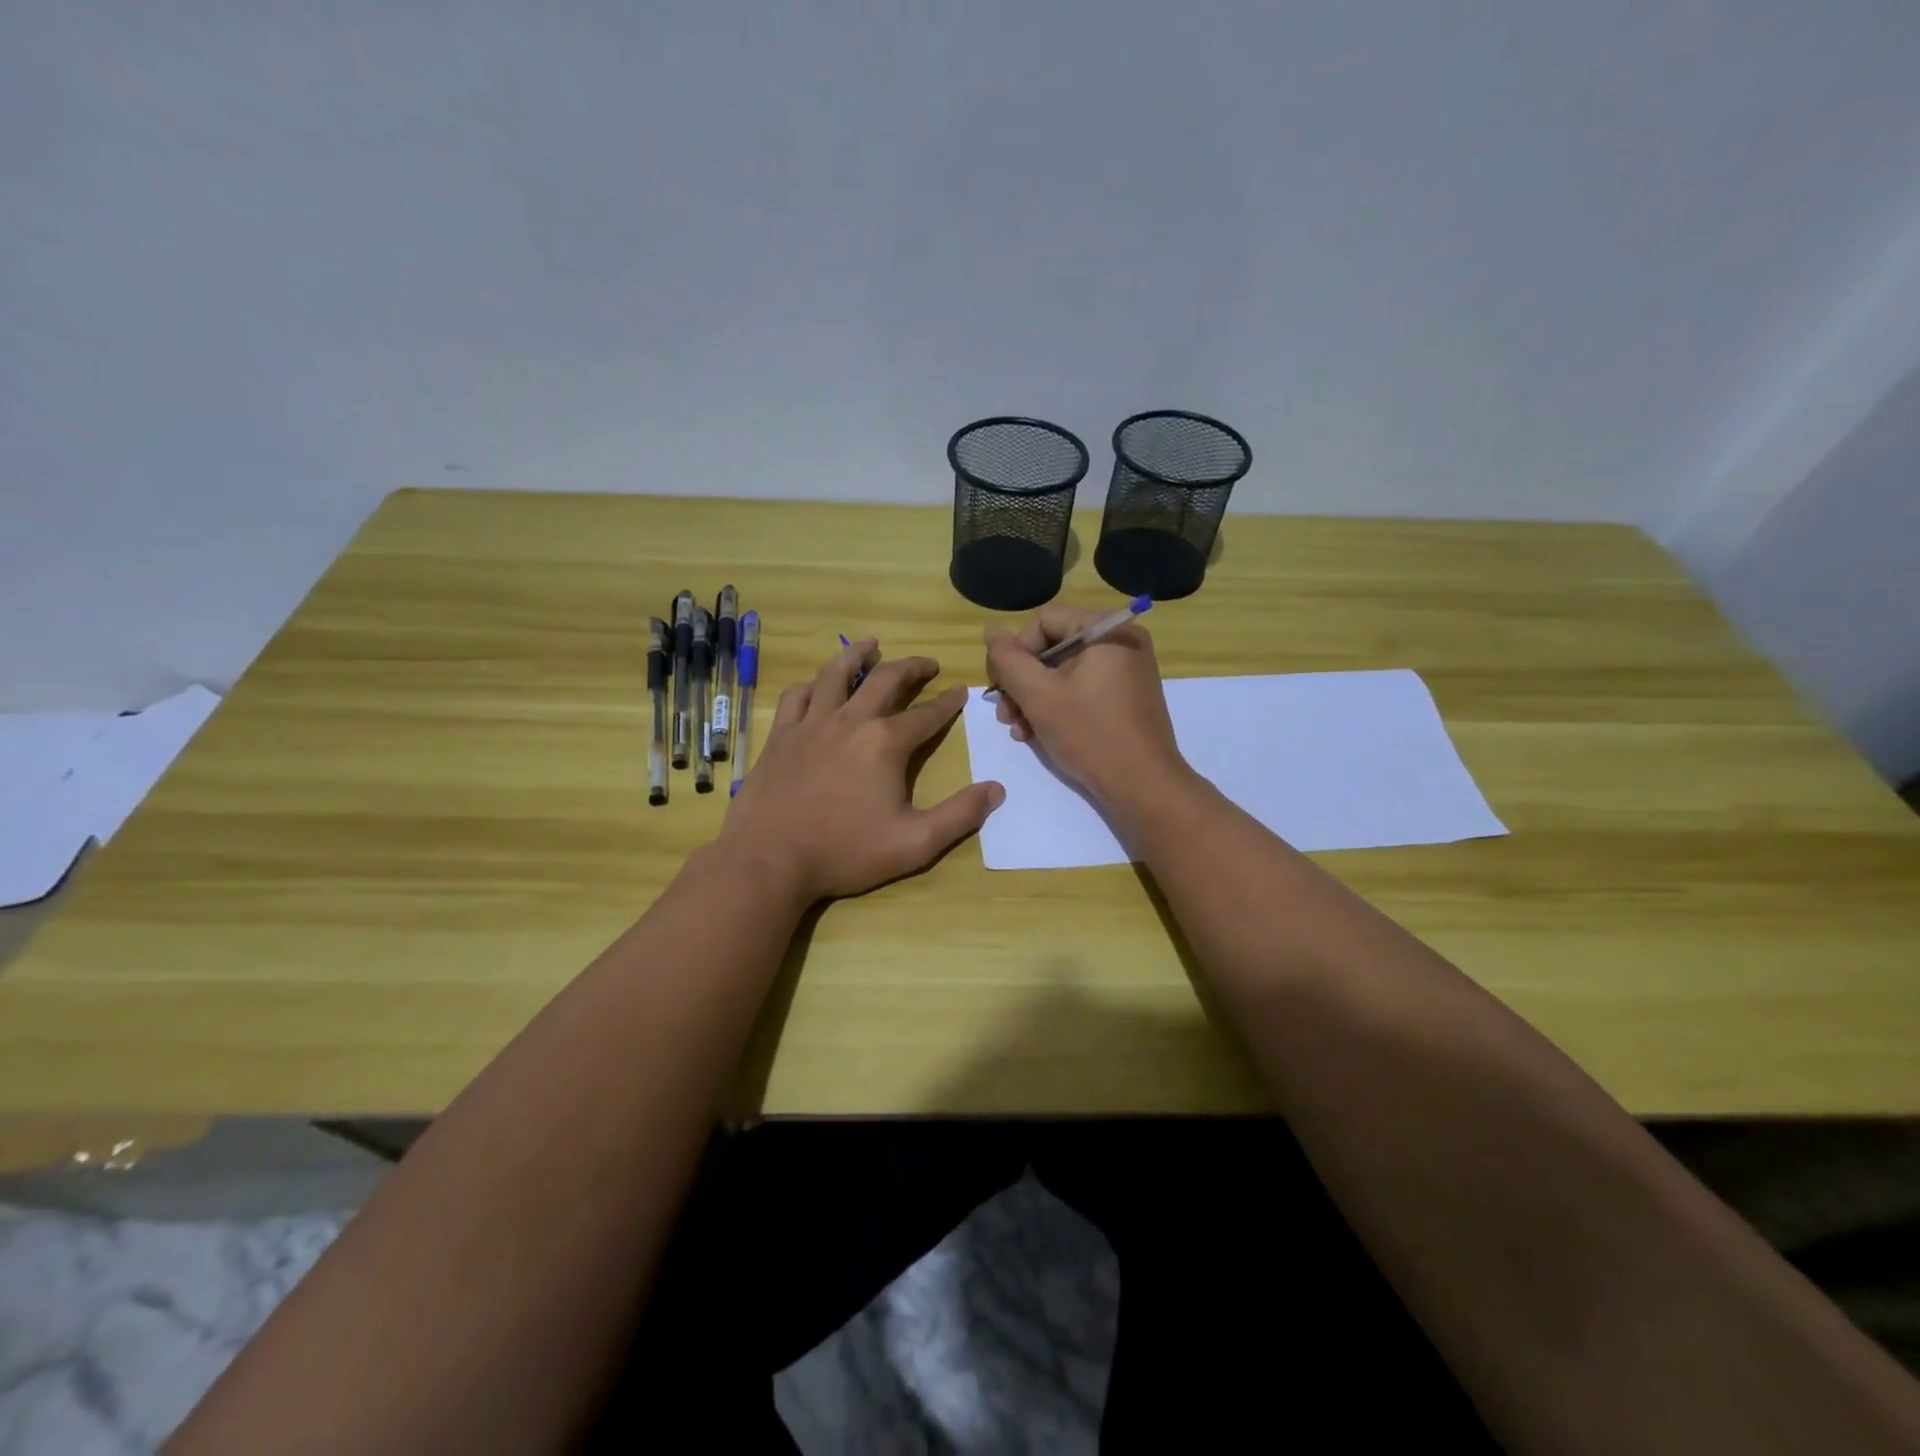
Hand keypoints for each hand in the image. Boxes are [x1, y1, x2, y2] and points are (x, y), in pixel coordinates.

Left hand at [720, 638, 1003, 901]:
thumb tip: (997, 790)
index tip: (961, 691)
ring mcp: (810, 725)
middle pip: (885, 681)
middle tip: (928, 663)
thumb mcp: (914, 843)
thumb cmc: (844, 852)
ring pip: (836, 675)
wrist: (769, 860)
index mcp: (885, 743)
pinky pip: (797, 697)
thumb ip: (959, 816)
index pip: (927, 715)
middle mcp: (850, 721)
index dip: (948, 703)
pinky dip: (812, 685)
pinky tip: (817, 685)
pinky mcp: (780, 736)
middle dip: (912, 667)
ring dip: (858, 655)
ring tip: (871, 644)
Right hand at [984, 606, 1188, 810]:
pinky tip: (1037, 734)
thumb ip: (1008, 660)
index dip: (1016, 652)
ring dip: (1034, 699)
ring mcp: (1127, 671)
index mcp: (1107, 630)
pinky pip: (1082, 690)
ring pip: (1064, 673)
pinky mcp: (1126, 698)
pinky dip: (1058, 707)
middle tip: (1004, 714)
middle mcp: (1122, 642)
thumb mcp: (1038, 695)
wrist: (1143, 787)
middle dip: (1022, 682)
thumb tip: (991, 631)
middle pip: (1053, 648)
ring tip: (1018, 729)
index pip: (1044, 621)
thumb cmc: (1089, 734)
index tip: (1001, 688)